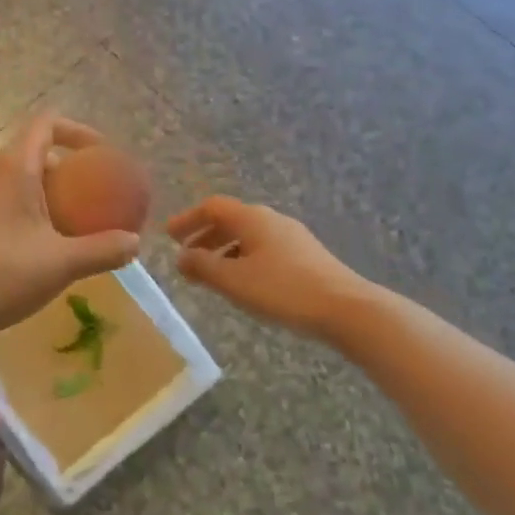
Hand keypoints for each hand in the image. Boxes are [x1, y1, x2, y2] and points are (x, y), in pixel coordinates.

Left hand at [0, 113, 140, 345]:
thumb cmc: (4, 274)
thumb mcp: (63, 262)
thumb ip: (104, 249)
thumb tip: (135, 243)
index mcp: (13, 167)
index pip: (46, 124)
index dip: (78, 131)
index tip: (101, 155)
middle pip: (32, 152)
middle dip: (65, 168)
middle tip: (90, 195)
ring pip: (14, 178)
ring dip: (43, 191)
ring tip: (67, 222)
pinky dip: (23, 209)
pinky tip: (35, 245)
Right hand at [168, 196, 371, 338]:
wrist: (345, 308)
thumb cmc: (283, 290)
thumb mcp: (234, 280)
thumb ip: (203, 266)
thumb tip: (181, 256)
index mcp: (252, 218)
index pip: (212, 207)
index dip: (188, 219)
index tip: (169, 236)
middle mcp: (271, 219)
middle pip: (231, 219)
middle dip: (205, 236)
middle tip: (185, 256)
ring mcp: (292, 236)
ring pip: (248, 236)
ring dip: (224, 249)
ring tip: (210, 274)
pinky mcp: (305, 255)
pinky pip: (263, 248)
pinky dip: (243, 258)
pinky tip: (244, 282)